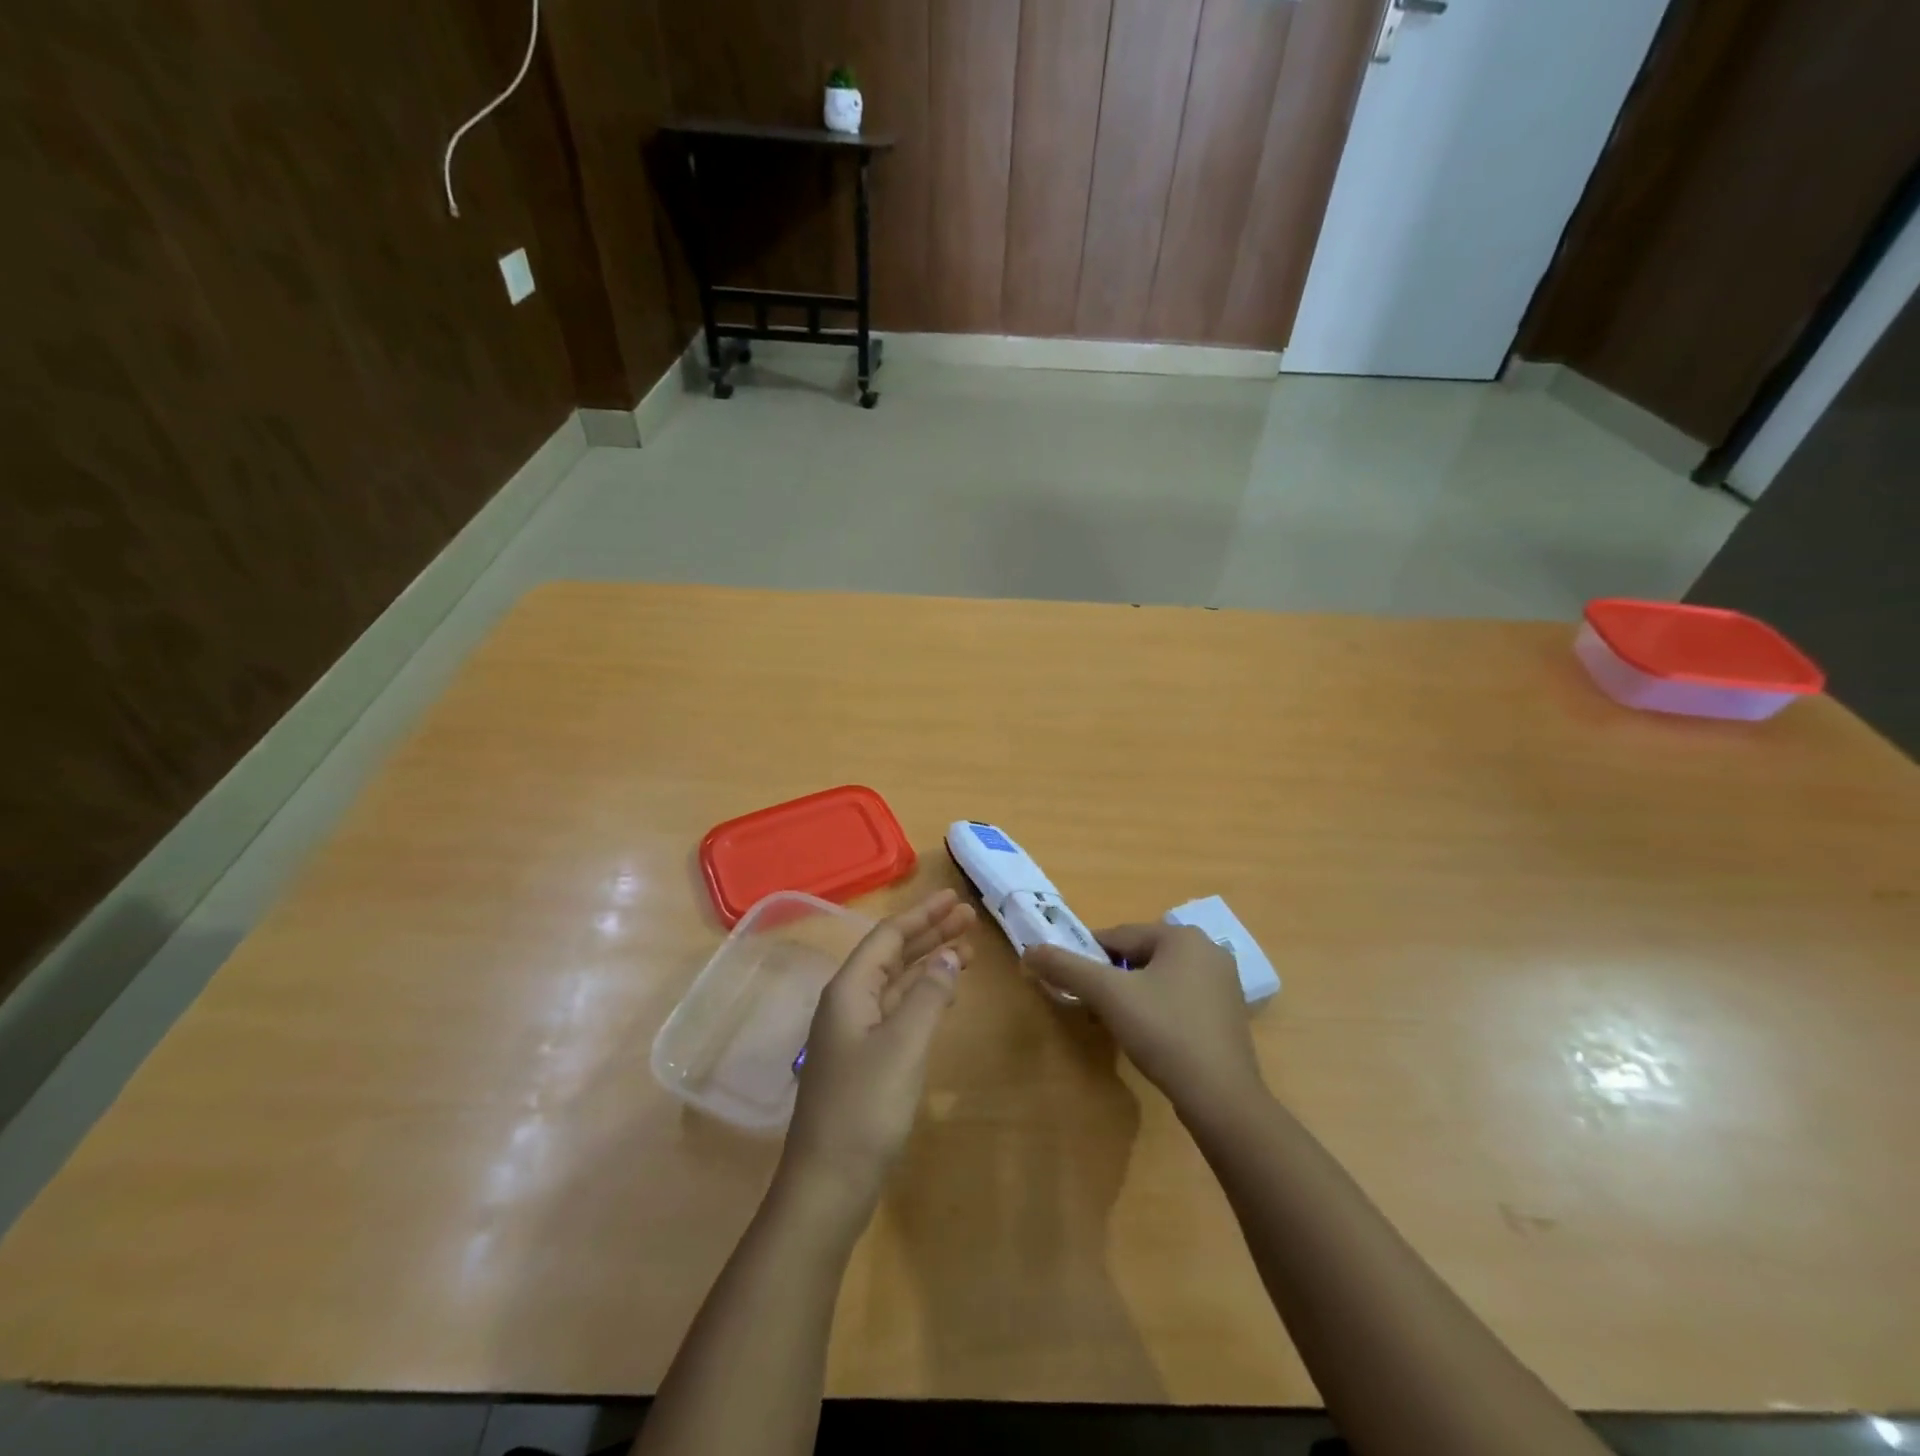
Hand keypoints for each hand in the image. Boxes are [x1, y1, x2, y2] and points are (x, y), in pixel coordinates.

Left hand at [780, 889, 976, 1223]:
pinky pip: (898, 1010)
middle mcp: (848, 1003)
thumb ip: (929, 995)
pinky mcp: (865, 1060)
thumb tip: (949, 955)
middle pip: (893, 954)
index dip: (924, 914)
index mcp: (849, 989)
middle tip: (969, 918)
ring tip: (967, 950)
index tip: (956, 899)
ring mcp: (855, 1033)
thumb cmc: (865, 1107)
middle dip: (930, 933)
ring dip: (929, 963)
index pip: (889, 936)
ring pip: (897, 983)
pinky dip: (923, 995)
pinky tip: (943, 993)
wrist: (828, 1183)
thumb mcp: (903, 1044)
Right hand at [1025, 923, 1264, 1118]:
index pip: (1118, 936)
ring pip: (1159, 978)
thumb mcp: (1107, 995)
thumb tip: (1029, 950)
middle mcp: (1208, 949)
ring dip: (1133, 995)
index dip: (1088, 957)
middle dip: (1112, 978)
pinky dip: (1158, 1010)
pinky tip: (1150, 1037)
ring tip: (1117, 1024)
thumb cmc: (1163, 1032)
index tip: (1071, 983)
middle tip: (1093, 1008)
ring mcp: (1223, 983)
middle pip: (1139, 955)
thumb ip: (1066, 967)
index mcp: (1182, 935)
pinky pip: (1179, 999)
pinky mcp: (1228, 1014)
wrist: (1221, 1097)